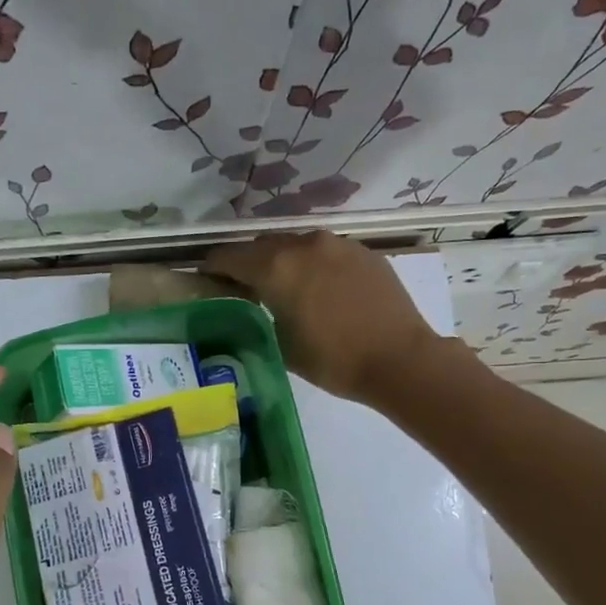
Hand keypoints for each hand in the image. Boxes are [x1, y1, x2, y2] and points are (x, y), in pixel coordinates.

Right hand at [204, 232, 450, 404]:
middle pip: (262, 245)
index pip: (230, 257)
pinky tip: (320, 289)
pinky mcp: (362, 252)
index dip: (213, 267)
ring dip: (282, 260)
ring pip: (296, 245)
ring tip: (283, 286)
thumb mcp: (281, 343)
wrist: (399, 358)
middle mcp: (304, 245)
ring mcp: (337, 244)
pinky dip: (313, 264)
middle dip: (248, 262)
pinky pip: (325, 252)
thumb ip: (259, 313)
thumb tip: (252, 301)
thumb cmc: (332, 359)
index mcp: (276, 267)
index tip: (205, 278)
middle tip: (242, 286)